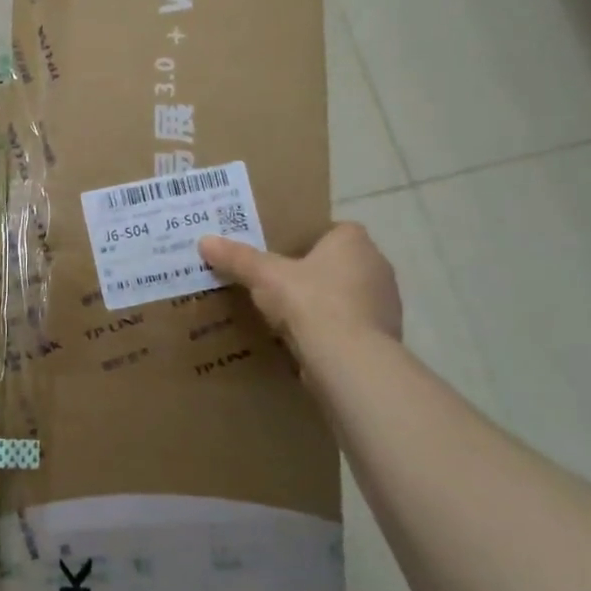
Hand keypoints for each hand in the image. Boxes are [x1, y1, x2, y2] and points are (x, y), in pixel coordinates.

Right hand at [199, 222, 401, 370]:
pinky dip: (333, 331)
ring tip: (289, 316)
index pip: (333, 230)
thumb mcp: (264, 275)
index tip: (283, 254)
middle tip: (279, 283)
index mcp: (354, 242)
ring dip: (325, 304)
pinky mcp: (384, 338)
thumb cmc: (310, 301)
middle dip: (314, 273)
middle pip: (340, 264)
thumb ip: (237, 258)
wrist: (348, 360)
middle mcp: (377, 266)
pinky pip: (352, 326)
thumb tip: (204, 241)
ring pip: (348, 296)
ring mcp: (386, 304)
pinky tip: (306, 342)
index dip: (308, 240)